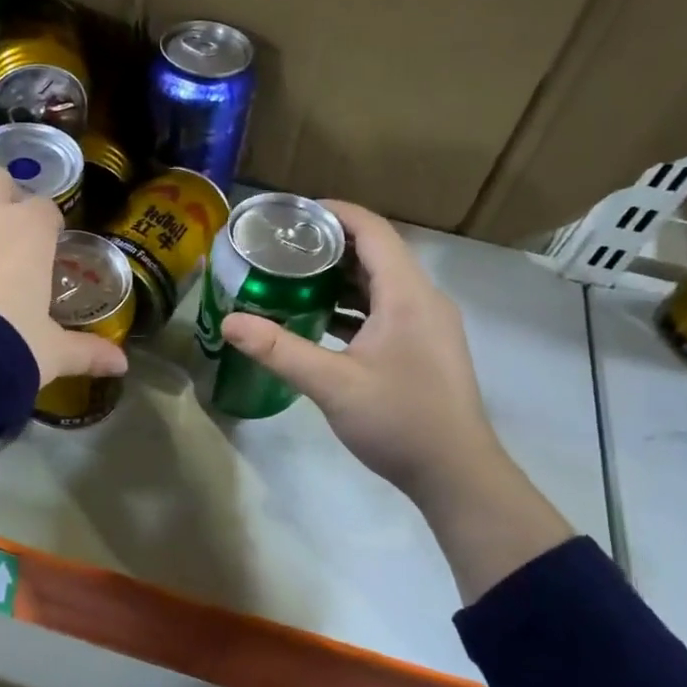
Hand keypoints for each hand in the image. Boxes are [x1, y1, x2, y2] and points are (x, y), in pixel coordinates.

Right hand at [219, 201, 497, 503]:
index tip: (291, 213)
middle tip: (281, 247)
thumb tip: (229, 322)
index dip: (334, 212)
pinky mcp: (424, 347)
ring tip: (293, 278)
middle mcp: (424, 299)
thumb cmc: (399, 420)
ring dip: (341, 277)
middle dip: (330, 245)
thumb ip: (279, 351)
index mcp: (407, 294)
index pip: (372, 230)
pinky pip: (387, 310)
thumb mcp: (332, 384)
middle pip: (377, 253)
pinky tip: (320, 320)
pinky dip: (354, 306)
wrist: (456, 474)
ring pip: (381, 284)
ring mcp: (428, 324)